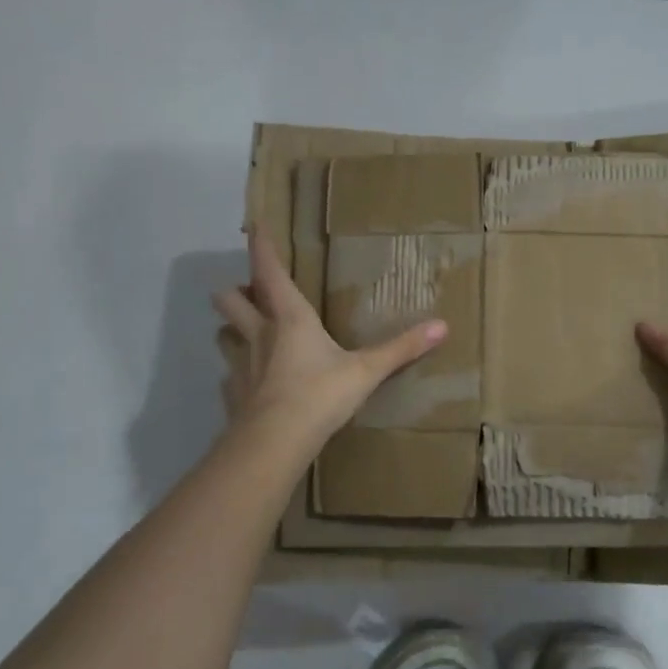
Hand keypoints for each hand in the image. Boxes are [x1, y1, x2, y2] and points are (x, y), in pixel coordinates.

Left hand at [214, 230, 446, 441]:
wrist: (275, 442)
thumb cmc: (320, 395)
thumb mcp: (366, 371)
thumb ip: (401, 349)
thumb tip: (442, 326)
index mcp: (290, 319)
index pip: (269, 272)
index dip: (261, 247)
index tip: (254, 226)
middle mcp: (259, 334)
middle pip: (230, 299)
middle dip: (237, 290)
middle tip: (252, 292)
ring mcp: (241, 365)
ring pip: (224, 334)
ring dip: (232, 329)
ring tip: (247, 334)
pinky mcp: (233, 395)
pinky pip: (230, 376)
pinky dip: (237, 374)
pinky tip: (251, 385)